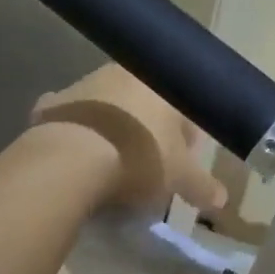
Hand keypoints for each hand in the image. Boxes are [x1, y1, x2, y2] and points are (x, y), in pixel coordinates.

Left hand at [32, 64, 226, 212]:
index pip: (184, 108)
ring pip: (106, 107)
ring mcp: (83, 86)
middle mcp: (122, 74)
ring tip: (111, 162)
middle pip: (143, 104)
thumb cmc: (138, 158)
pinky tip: (74, 154)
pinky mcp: (52, 105)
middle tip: (148, 162)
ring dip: (112, 128)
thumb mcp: (178, 177)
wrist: (72, 158)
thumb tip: (222, 200)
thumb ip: (201, 186)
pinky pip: (69, 119)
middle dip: (148, 129)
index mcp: (160, 85)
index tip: (183, 161)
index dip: (187, 138)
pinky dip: (75, 132)